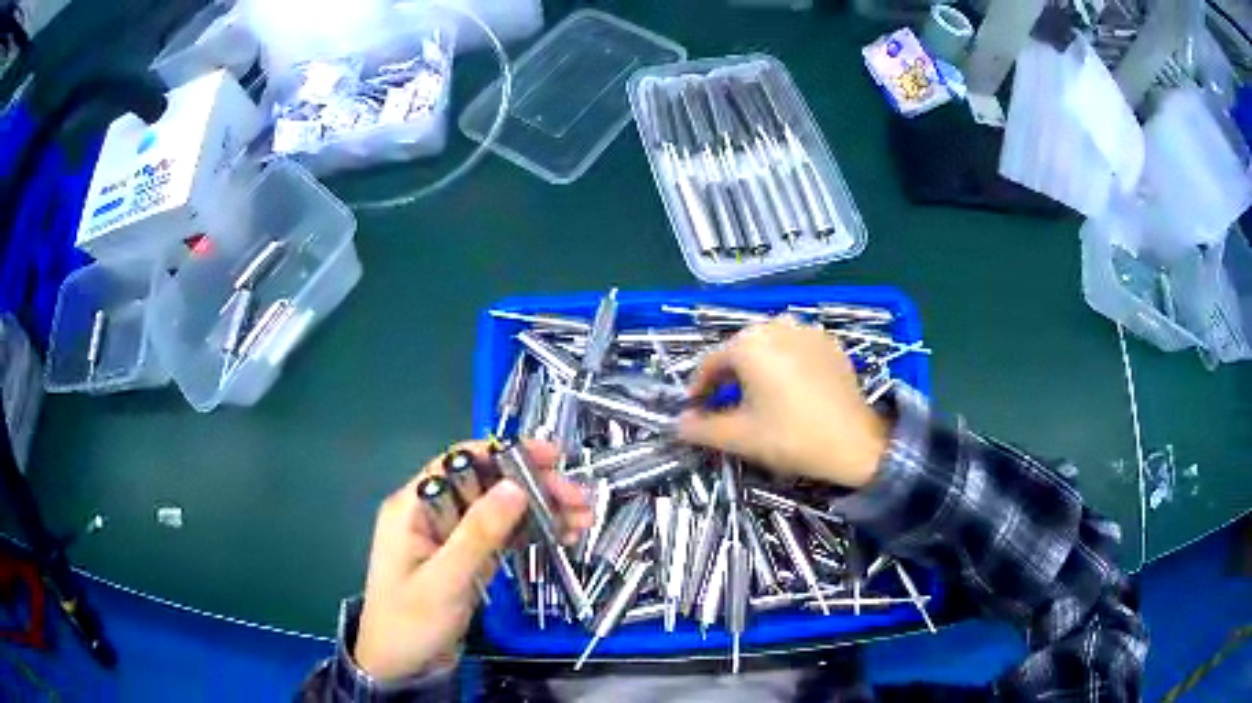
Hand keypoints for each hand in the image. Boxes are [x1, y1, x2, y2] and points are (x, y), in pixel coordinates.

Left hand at [354, 440, 590, 680]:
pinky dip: (532, 534)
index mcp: (413, 506)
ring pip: (500, 511)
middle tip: (580, 499)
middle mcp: (433, 514)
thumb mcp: (444, 580)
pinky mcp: (467, 560)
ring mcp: (452, 538)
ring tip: (583, 519)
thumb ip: (478, 533)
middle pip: (487, 485)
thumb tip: (515, 486)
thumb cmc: (410, 623)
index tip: (552, 458)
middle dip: (534, 487)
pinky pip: (502, 537)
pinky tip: (562, 536)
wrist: (399, 667)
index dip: (506, 454)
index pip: (460, 463)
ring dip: (540, 511)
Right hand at [679, 318, 889, 488]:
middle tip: (724, 406)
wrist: (855, 443)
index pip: (711, 362)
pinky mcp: (831, 343)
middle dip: (728, 377)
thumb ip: (701, 429)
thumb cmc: (791, 437)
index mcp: (749, 344)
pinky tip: (791, 389)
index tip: (695, 410)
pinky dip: (785, 364)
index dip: (698, 387)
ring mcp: (808, 331)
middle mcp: (776, 326)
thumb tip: (678, 424)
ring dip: (757, 368)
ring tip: (758, 396)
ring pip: (769, 346)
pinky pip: (796, 348)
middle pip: (740, 350)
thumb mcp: (740, 437)